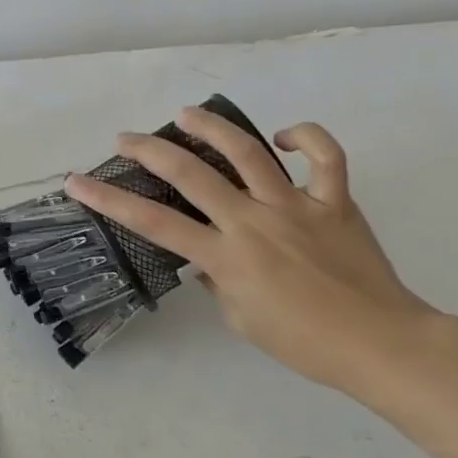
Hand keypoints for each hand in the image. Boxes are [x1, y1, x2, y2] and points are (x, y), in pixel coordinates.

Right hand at [63, 108, 438, 392]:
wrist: (380, 343)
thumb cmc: (303, 342)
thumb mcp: (240, 319)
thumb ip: (217, 280)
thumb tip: (210, 257)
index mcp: (226, 255)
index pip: (152, 221)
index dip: (109, 199)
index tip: (78, 181)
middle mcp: (253, 221)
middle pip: (190, 173)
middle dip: (149, 150)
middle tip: (126, 139)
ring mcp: (296, 205)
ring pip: (247, 151)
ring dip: (210, 127)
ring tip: (185, 114)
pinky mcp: (335, 200)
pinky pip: (325, 156)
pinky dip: (304, 137)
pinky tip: (282, 136)